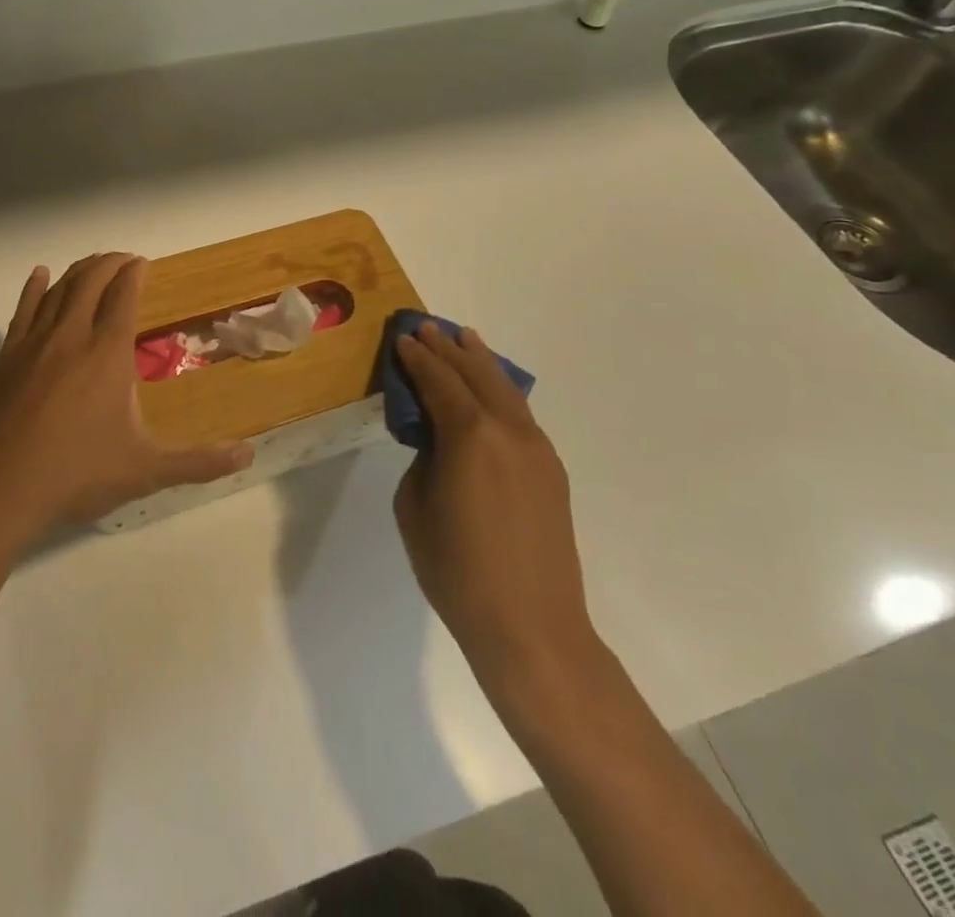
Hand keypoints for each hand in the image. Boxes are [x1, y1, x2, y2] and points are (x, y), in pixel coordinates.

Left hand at [0, 254, 252, 543]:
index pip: (123, 296)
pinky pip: (22, 309)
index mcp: (107, 353)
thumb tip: (248, 456)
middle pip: (90, 281)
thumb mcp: (145, 471)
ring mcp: (33, 344)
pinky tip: (39, 276)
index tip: (143, 262)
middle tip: (124, 259)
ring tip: (92, 264)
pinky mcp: (5, 358)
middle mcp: (71, 336)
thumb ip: (198, 462)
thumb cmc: (75, 474)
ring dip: (78, 271)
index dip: (134, 273)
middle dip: (109, 263)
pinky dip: (35, 288)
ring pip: (58, 290)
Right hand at [393, 323, 597, 687]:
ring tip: (466, 340)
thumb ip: (423, 459)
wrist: (531, 626)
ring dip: (482, 363)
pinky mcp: (551, 470)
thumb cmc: (457, 570)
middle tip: (428, 327)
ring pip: (505, 389)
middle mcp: (508, 430)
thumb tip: (437, 441)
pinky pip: (520, 415)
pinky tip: (492, 390)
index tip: (403, 339)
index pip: (439, 381)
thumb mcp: (415, 507)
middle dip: (449, 349)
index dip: (418, 358)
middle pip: (476, 375)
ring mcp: (536, 449)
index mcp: (470, 435)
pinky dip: (501, 392)